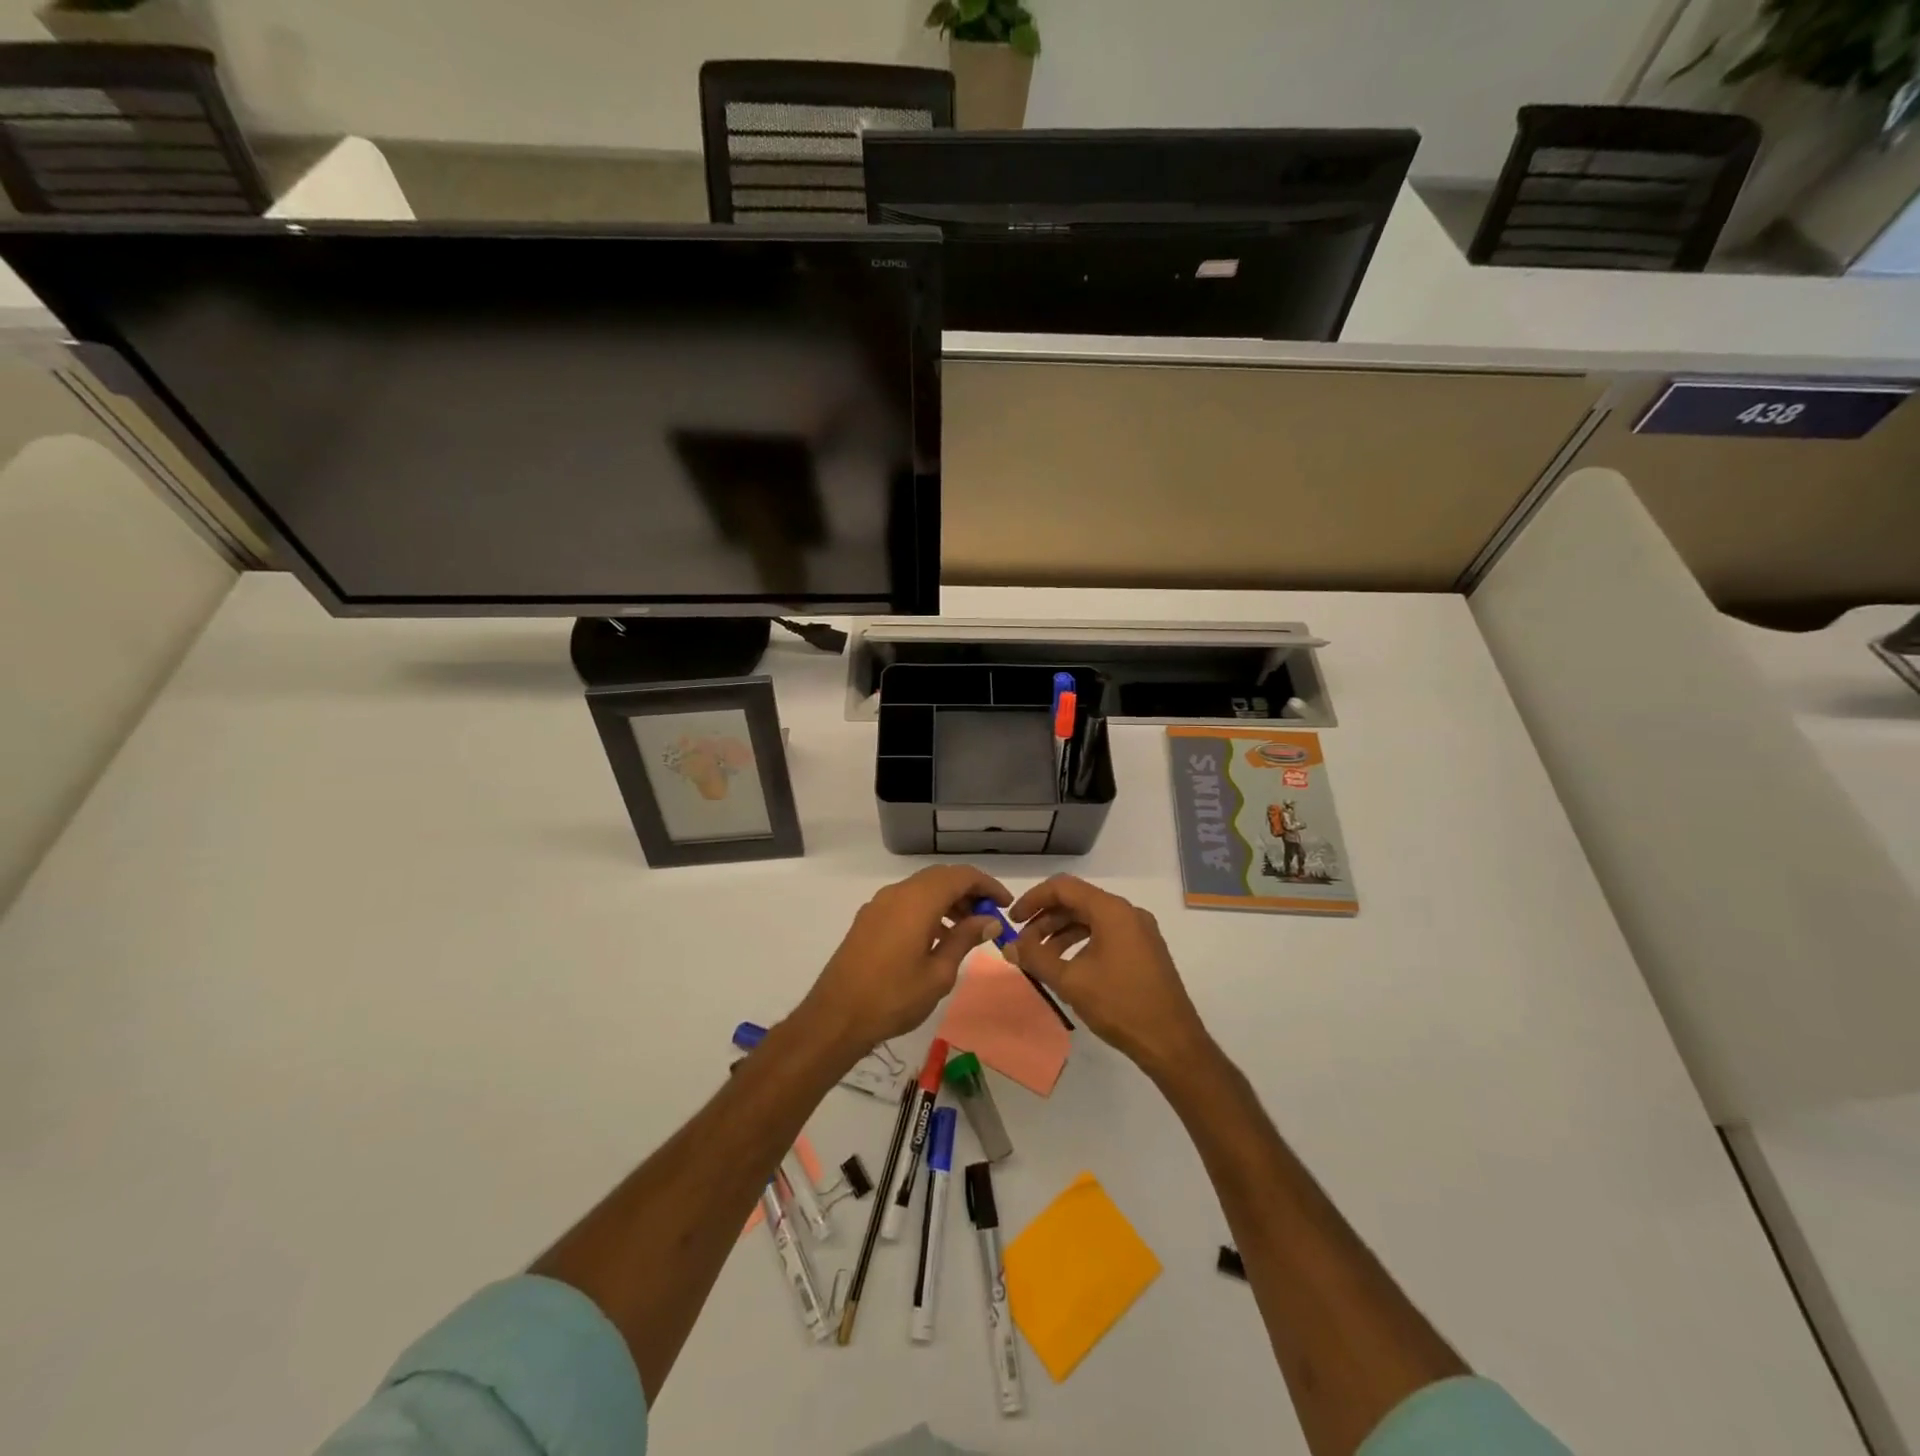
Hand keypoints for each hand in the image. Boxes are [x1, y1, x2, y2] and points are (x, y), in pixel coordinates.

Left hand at [800, 865, 1009, 1058]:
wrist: (836, 1016)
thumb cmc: (894, 997)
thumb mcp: (938, 973)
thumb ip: (965, 939)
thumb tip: (989, 919)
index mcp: (918, 901)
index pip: (961, 876)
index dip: (987, 885)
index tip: (1005, 905)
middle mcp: (897, 893)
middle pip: (941, 878)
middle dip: (968, 892)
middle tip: (989, 917)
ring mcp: (879, 904)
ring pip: (922, 888)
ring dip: (947, 901)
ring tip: (966, 930)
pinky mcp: (868, 918)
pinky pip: (905, 901)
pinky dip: (927, 909)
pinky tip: (936, 938)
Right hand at [1009, 875, 1211, 1076]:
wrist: (1172, 1042)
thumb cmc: (1120, 1005)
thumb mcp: (1071, 981)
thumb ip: (1035, 958)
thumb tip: (1008, 946)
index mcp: (1112, 910)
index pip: (1063, 887)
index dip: (1033, 899)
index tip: (1012, 920)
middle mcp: (1128, 912)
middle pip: (1077, 901)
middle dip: (1045, 919)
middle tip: (1023, 944)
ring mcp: (1139, 931)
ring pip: (1091, 919)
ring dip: (1062, 932)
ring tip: (1040, 957)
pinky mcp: (1145, 949)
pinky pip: (1106, 933)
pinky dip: (1081, 942)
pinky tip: (1067, 965)